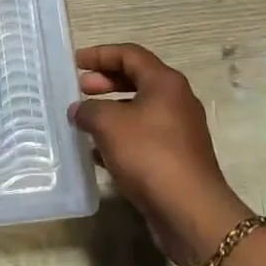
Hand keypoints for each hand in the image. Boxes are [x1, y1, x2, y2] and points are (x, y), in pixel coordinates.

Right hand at [72, 43, 250, 264]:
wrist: (189, 210)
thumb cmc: (148, 154)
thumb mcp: (108, 124)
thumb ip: (89, 110)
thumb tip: (78, 110)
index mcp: (165, 83)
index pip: (130, 54)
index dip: (100, 54)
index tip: (76, 62)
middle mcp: (176, 101)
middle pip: (136, 80)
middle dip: (105, 82)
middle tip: (80, 89)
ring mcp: (179, 131)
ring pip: (138, 110)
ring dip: (110, 112)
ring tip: (84, 121)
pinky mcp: (176, 158)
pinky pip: (143, 137)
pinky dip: (119, 138)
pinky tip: (97, 153)